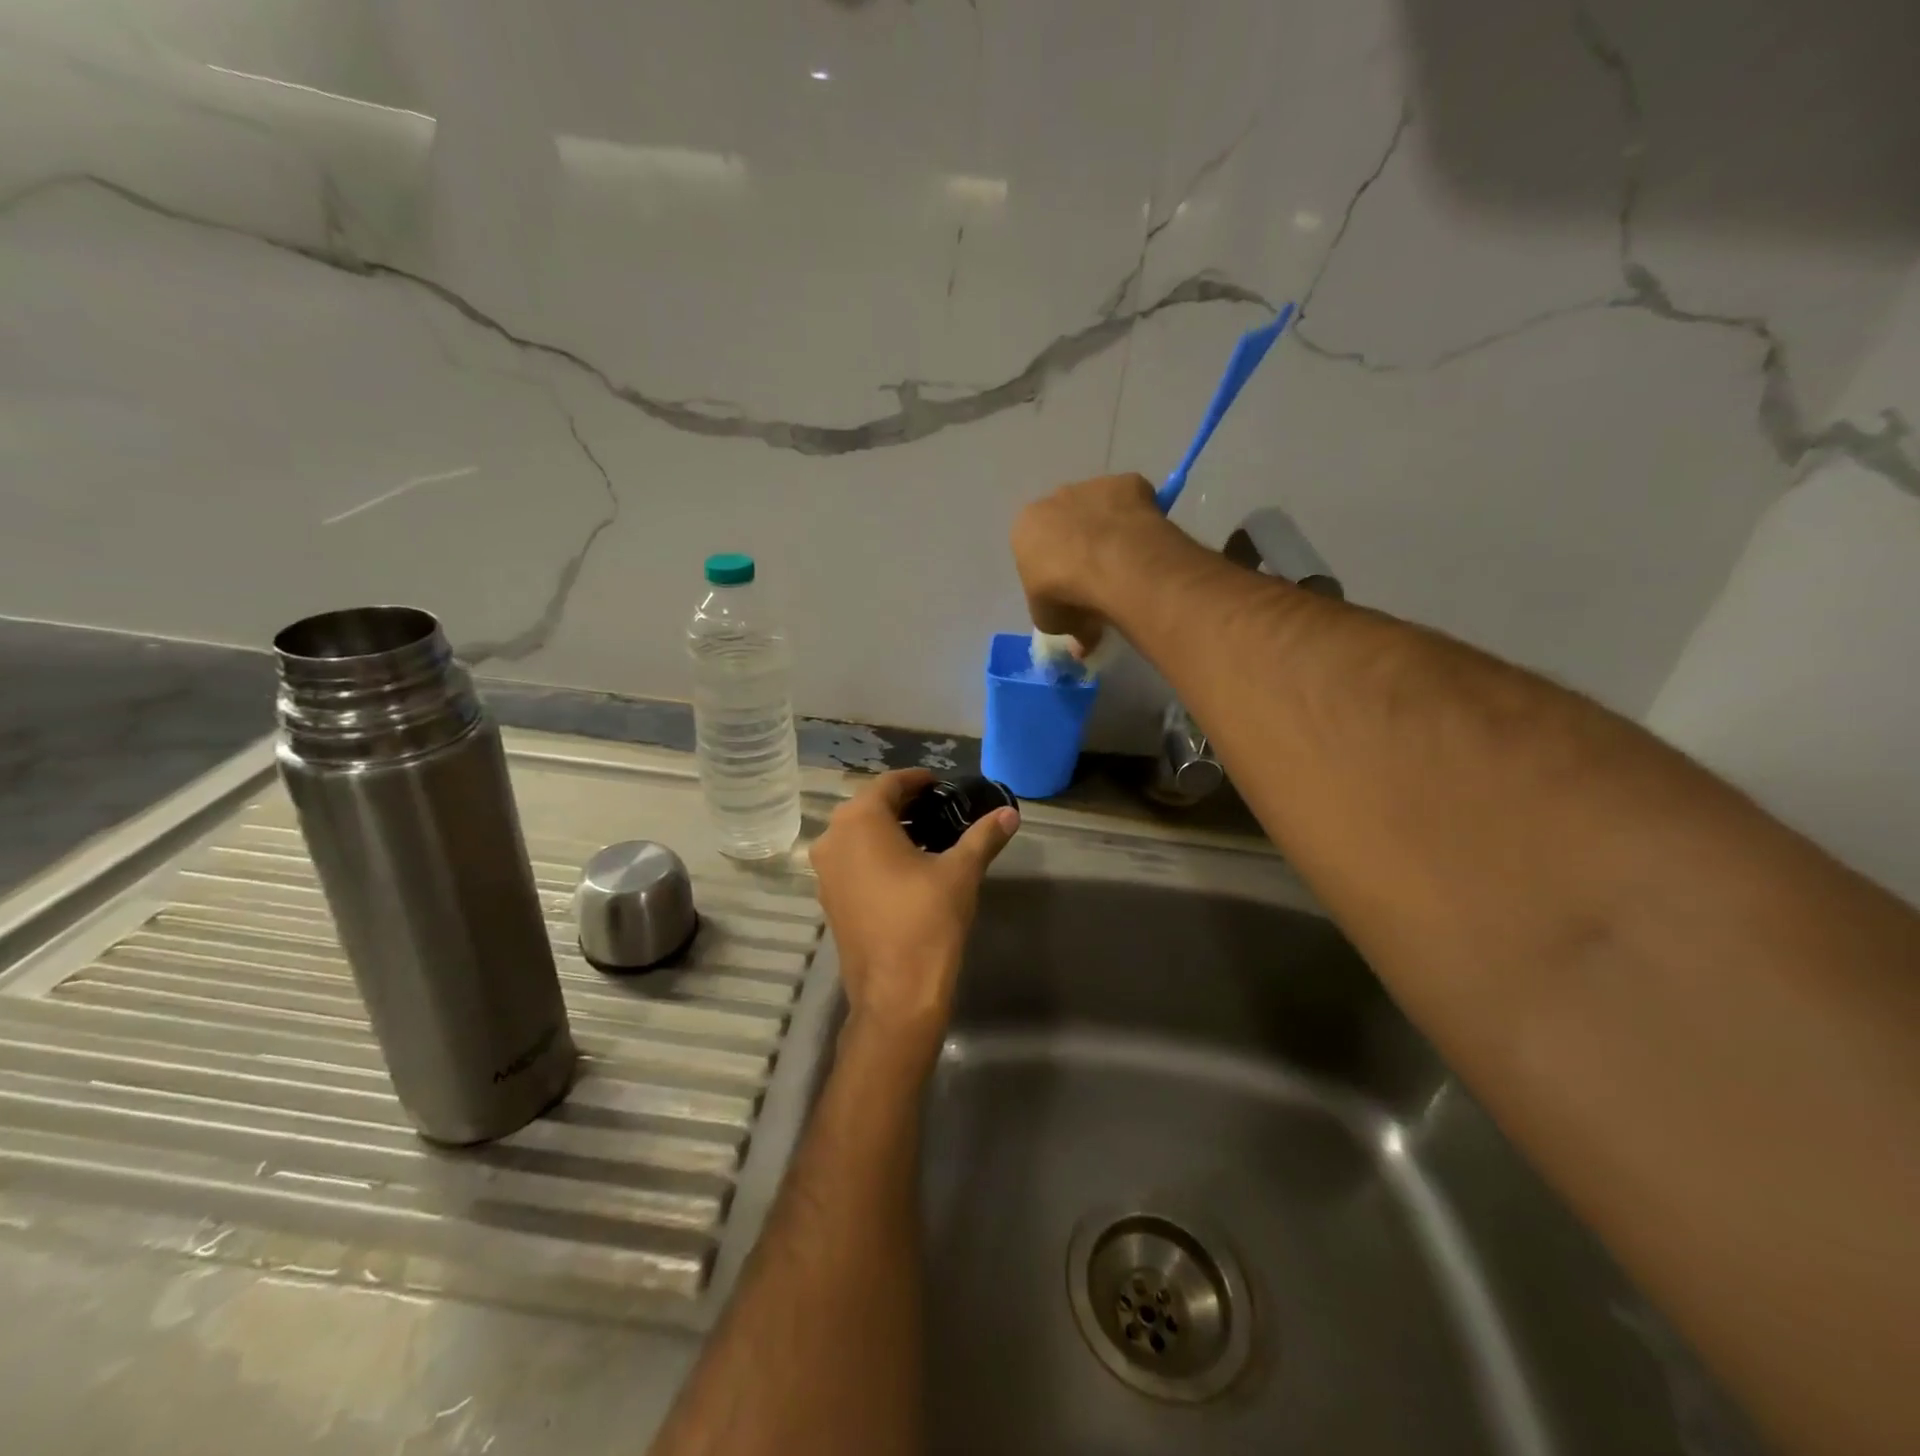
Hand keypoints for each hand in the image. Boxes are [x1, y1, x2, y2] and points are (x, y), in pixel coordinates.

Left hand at [810, 769, 1018, 1057]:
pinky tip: (905, 867)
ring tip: (928, 835)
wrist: (896, 992)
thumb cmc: (927, 920)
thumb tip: (1010, 813)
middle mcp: (833, 838)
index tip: (942, 783)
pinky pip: (851, 859)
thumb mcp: (961, 871)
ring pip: (857, 834)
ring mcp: (825, 871)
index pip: (889, 783)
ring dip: (889, 828)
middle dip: (904, 803)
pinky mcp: (828, 898)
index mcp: (861, 820)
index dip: (917, 780)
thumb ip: (984, 836)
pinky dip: (875, 853)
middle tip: (940, 807)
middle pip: (870, 806)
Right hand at [1011, 473, 1168, 655]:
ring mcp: (1092, 486)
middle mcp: (1053, 499)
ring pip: (1099, 509)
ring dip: (1108, 530)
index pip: (1034, 549)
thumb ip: (1063, 624)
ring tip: (1126, 565)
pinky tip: (1144, 545)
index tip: (1068, 593)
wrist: (1110, 565)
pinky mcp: (1128, 483)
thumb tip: (1082, 644)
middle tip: (1098, 579)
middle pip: (1065, 522)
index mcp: (1024, 529)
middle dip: (1079, 545)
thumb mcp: (1053, 622)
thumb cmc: (1065, 594)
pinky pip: (1132, 503)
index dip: (1051, 572)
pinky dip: (1137, 520)